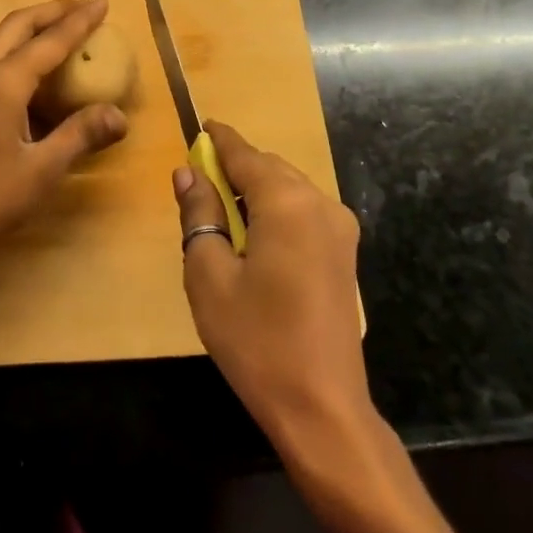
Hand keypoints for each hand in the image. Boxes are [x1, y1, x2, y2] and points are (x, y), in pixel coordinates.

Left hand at [0, 0, 128, 277]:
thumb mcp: (42, 170)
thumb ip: (80, 135)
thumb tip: (120, 115)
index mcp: (1, 83)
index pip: (49, 40)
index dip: (79, 20)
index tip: (102, 1)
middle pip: (17, 25)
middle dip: (51, 11)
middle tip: (83, 5)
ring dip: (31, 27)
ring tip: (61, 28)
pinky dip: (15, 49)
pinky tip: (30, 69)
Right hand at [174, 121, 373, 457]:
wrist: (322, 407)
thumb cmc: (256, 340)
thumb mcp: (208, 275)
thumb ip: (199, 214)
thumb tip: (188, 173)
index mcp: (288, 203)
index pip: (246, 155)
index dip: (220, 140)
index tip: (200, 125)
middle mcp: (321, 205)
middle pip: (270, 169)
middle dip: (236, 168)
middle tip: (200, 181)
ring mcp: (340, 230)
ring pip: (289, 190)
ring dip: (256, 191)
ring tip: (222, 213)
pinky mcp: (344, 255)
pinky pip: (304, 213)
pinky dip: (275, 211)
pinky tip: (254, 238)